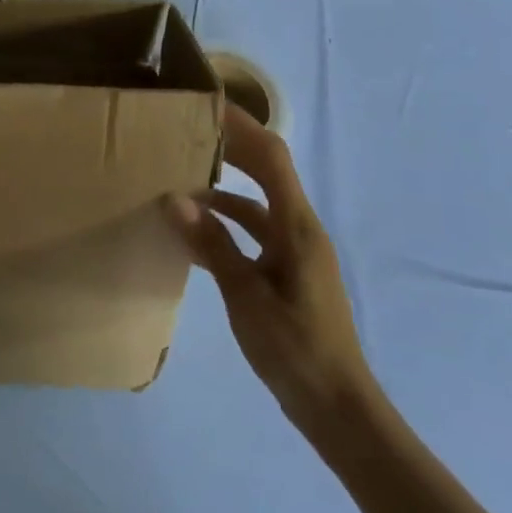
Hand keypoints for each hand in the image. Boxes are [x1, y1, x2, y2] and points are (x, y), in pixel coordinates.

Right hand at [168, 103, 372, 434]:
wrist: (337, 406)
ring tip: (181, 182)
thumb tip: (174, 199)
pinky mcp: (289, 272)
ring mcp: (296, 252)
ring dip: (224, 189)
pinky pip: (256, 233)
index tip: (208, 106)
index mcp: (297, 228)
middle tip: (188, 132)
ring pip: (259, 204)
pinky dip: (228, 224)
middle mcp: (300, 230)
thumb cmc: (295, 349)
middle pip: (268, 172)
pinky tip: (197, 234)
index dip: (242, 127)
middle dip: (232, 147)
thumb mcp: (246, 296)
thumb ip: (212, 245)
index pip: (271, 159)